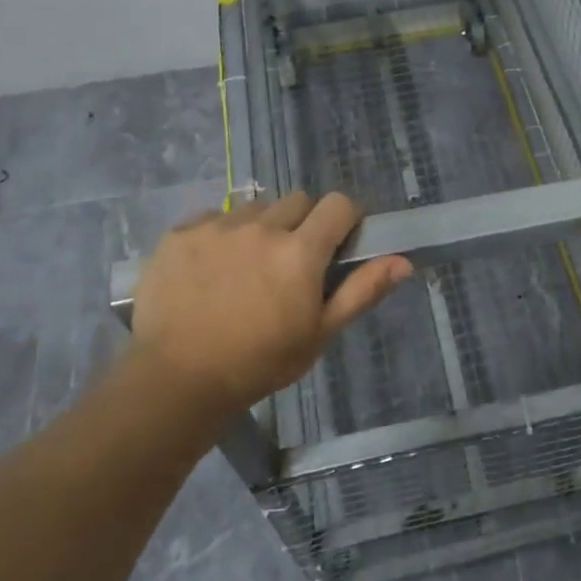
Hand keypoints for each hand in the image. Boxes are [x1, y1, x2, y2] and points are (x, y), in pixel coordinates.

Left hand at [130, 192, 412, 414]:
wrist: (176, 380)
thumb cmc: (259, 362)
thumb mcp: (319, 334)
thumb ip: (362, 291)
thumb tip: (403, 261)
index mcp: (300, 251)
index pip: (338, 204)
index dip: (344, 219)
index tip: (338, 243)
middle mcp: (262, 227)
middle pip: (297, 201)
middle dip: (303, 224)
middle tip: (291, 263)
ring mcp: (217, 226)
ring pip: (255, 208)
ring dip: (261, 227)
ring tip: (247, 267)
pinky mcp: (181, 233)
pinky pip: (213, 217)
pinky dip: (220, 234)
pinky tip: (211, 269)